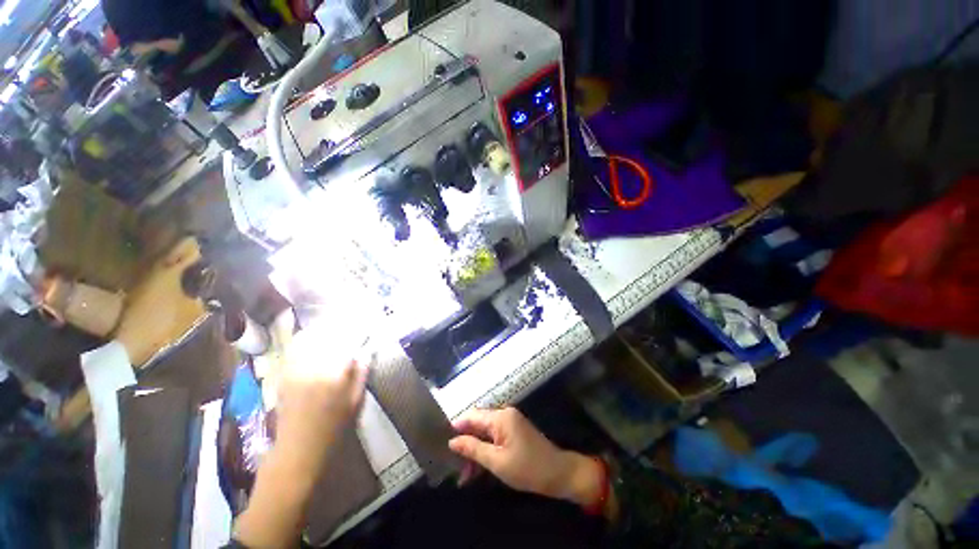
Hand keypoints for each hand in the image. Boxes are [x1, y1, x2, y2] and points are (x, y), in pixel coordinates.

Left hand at [235, 329, 366, 548]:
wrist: (297, 452)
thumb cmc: (333, 430)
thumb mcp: (356, 402)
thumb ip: (361, 374)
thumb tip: (365, 352)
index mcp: (334, 374)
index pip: (347, 341)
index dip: (357, 331)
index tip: (365, 327)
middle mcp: (312, 366)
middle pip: (327, 336)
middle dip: (340, 327)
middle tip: (350, 325)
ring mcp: (295, 370)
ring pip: (309, 339)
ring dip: (322, 331)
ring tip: (333, 328)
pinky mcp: (284, 375)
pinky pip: (294, 350)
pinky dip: (305, 340)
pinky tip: (313, 339)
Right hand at [449, 408, 603, 507]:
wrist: (558, 473)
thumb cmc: (527, 468)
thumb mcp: (497, 461)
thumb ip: (473, 449)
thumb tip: (452, 441)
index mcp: (500, 417)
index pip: (472, 416)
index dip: (456, 427)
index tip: (442, 442)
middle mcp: (504, 415)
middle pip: (478, 425)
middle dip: (465, 444)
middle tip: (454, 466)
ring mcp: (510, 423)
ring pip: (485, 433)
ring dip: (474, 451)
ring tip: (464, 476)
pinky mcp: (514, 432)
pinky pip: (494, 438)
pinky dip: (486, 451)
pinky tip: (478, 469)